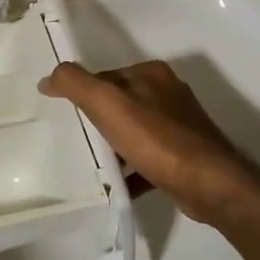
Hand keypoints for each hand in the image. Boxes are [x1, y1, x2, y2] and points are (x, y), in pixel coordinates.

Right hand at [38, 60, 259, 223]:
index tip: (65, 117)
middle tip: (76, 142)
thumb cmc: (156, 139)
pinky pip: (148, 158)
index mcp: (151, 73)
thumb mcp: (107, 104)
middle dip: (98, 122)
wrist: (210, 184)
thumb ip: (75, 84)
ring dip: (114, 147)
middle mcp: (167, 93)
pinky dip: (131, 170)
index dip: (83, 94)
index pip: (106, 76)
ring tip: (92, 166)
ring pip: (134, 131)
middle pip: (120, 103)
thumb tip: (49, 77)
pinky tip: (117, 186)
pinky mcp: (184, 155)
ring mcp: (179, 125)